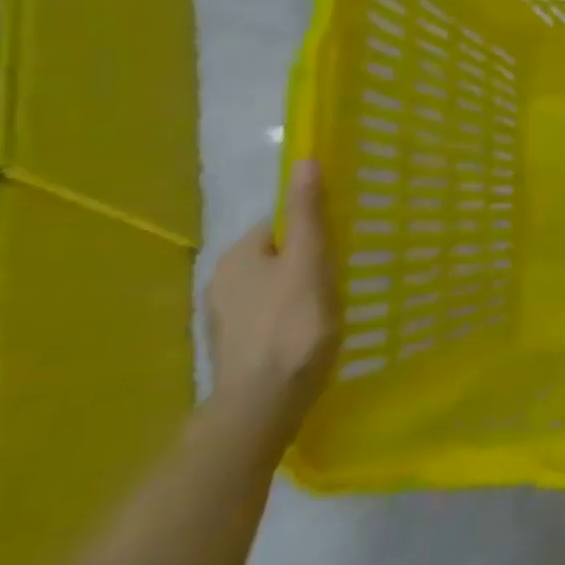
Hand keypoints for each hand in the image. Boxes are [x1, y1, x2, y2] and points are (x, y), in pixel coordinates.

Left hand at [204, 161, 337, 437]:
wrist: (264, 403)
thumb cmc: (294, 325)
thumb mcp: (309, 261)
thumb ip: (307, 214)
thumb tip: (304, 161)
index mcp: (237, 256)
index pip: (276, 223)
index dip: (311, 227)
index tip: (341, 242)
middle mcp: (221, 281)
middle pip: (275, 254)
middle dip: (306, 258)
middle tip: (342, 272)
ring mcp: (226, 317)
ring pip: (273, 285)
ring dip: (300, 287)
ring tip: (332, 302)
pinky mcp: (236, 346)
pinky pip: (269, 313)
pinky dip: (291, 314)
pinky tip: (312, 329)